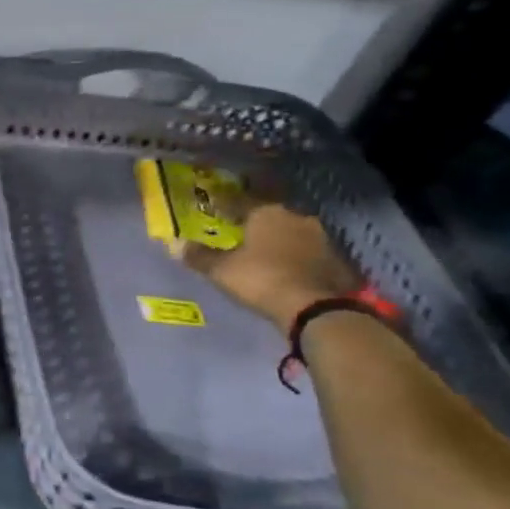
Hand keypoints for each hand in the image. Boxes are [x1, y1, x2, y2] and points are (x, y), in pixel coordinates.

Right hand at [179, 202, 357, 330]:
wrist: (315, 306)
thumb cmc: (260, 279)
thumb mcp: (221, 270)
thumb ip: (199, 256)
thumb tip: (175, 244)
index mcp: (266, 212)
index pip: (238, 201)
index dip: (223, 207)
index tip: (212, 211)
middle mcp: (294, 216)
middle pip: (268, 215)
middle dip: (253, 223)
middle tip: (239, 233)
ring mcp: (319, 236)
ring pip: (289, 231)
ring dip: (277, 239)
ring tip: (262, 252)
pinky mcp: (334, 257)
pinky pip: (306, 250)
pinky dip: (294, 255)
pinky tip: (285, 267)